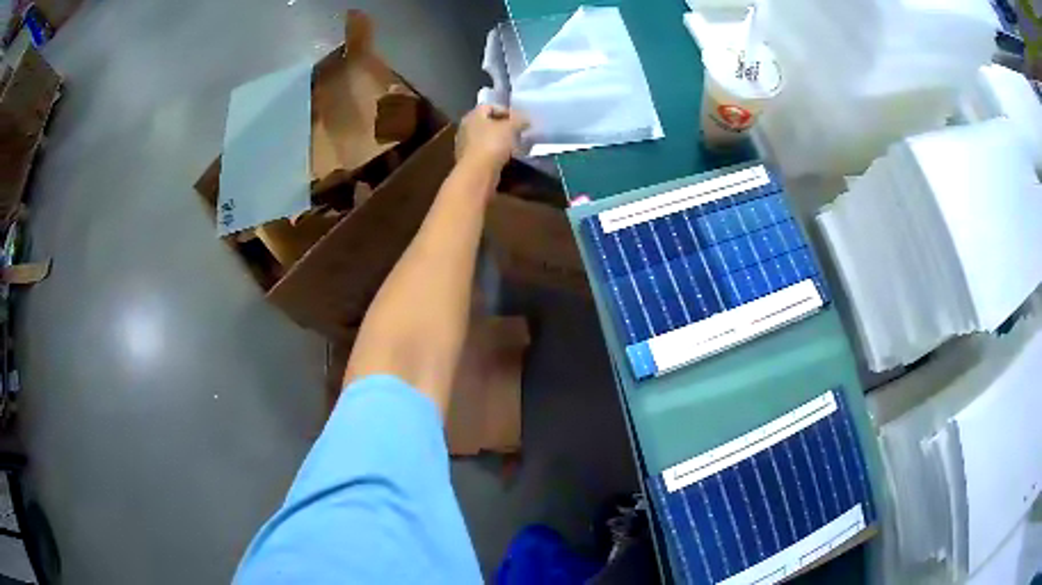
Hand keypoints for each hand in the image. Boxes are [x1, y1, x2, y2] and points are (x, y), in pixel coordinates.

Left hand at [455, 105, 528, 170]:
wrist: (477, 172)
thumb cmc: (492, 143)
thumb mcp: (510, 127)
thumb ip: (519, 120)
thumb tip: (525, 120)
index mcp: (473, 116)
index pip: (489, 106)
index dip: (505, 110)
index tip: (518, 119)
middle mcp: (465, 128)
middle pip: (486, 122)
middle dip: (502, 126)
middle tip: (516, 131)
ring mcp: (464, 145)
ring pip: (484, 137)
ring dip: (498, 140)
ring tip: (513, 145)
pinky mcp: (467, 161)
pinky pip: (483, 151)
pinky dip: (493, 152)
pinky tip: (504, 157)